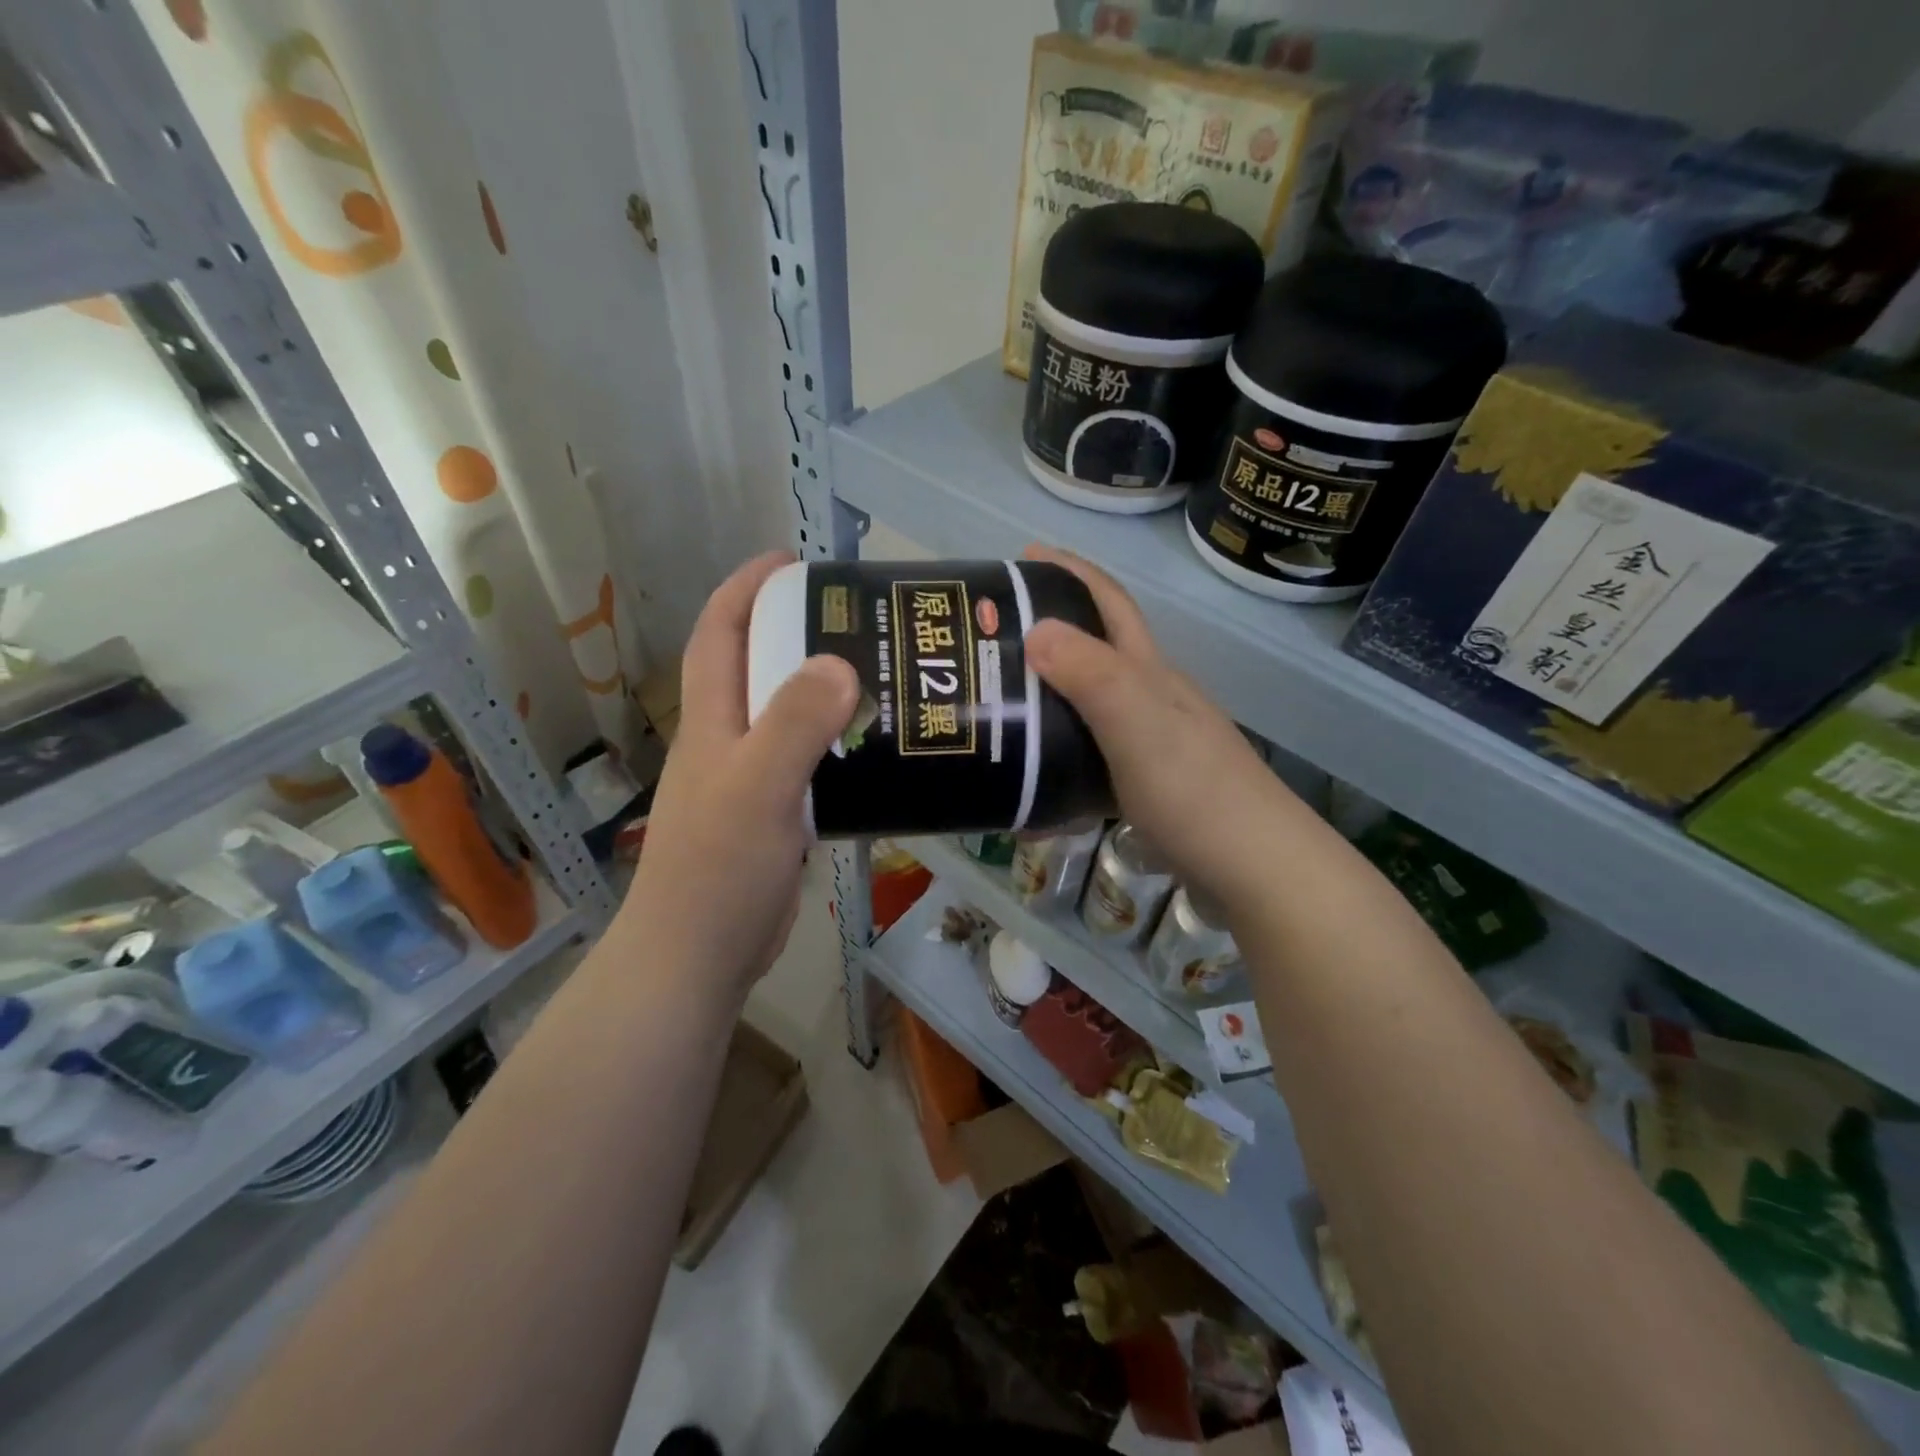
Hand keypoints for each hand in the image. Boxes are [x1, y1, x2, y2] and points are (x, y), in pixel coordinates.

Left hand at [622, 552, 857, 998]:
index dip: (746, 589)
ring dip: (825, 694)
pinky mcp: (774, 818)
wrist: (699, 956)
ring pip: (788, 719)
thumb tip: (840, 663)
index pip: (719, 634)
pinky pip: (810, 765)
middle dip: (798, 633)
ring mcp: (750, 782)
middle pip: (759, 669)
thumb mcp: (757, 788)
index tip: (792, 562)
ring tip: (883, 678)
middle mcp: (727, 742)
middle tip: (861, 622)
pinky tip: (879, 752)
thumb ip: (794, 724)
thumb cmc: (717, 868)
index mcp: (712, 721)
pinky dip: (839, 748)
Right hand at [1021, 545, 1324, 912]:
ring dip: (1049, 703)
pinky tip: (1033, 791)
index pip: (1110, 605)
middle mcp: (1153, 700)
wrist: (1258, 871)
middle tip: (992, 640)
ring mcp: (1154, 746)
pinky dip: (1059, 769)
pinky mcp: (1149, 790)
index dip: (1071, 573)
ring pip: (1090, 710)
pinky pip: (1092, 766)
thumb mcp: (1138, 725)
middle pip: (1097, 653)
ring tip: (999, 712)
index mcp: (1151, 674)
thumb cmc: (1196, 792)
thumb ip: (1091, 676)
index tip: (1024, 556)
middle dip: (1050, 632)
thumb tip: (1036, 627)